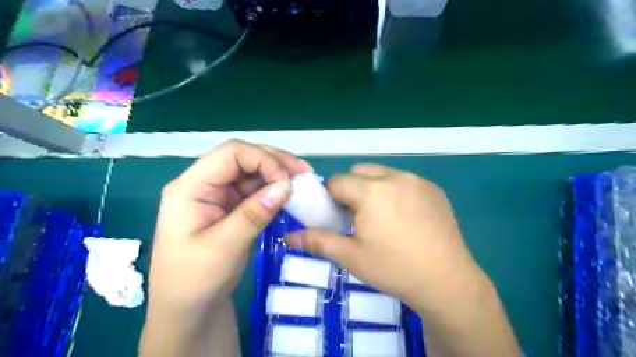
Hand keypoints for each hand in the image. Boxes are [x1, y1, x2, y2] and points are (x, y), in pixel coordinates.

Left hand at [147, 139, 310, 314]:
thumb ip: (253, 214)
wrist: (187, 308)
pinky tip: (289, 194)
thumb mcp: (224, 247)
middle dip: (274, 161)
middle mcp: (203, 184)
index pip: (230, 154)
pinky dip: (273, 189)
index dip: (262, 160)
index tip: (287, 181)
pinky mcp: (229, 206)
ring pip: (251, 171)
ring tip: (302, 181)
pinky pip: (254, 189)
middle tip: (303, 172)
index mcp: (190, 188)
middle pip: (242, 157)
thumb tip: (286, 185)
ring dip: (276, 174)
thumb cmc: (195, 280)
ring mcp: (217, 195)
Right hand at [285, 163, 479, 311]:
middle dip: (350, 188)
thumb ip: (317, 241)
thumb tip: (288, 237)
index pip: (337, 181)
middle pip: (359, 171)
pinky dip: (394, 190)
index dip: (330, 197)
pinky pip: (404, 180)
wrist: (447, 282)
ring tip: (381, 216)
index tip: (335, 216)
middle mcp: (394, 177)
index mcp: (371, 190)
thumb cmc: (393, 268)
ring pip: (382, 173)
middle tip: (356, 216)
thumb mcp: (351, 256)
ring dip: (372, 187)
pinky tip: (404, 217)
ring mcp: (417, 181)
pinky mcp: (433, 189)